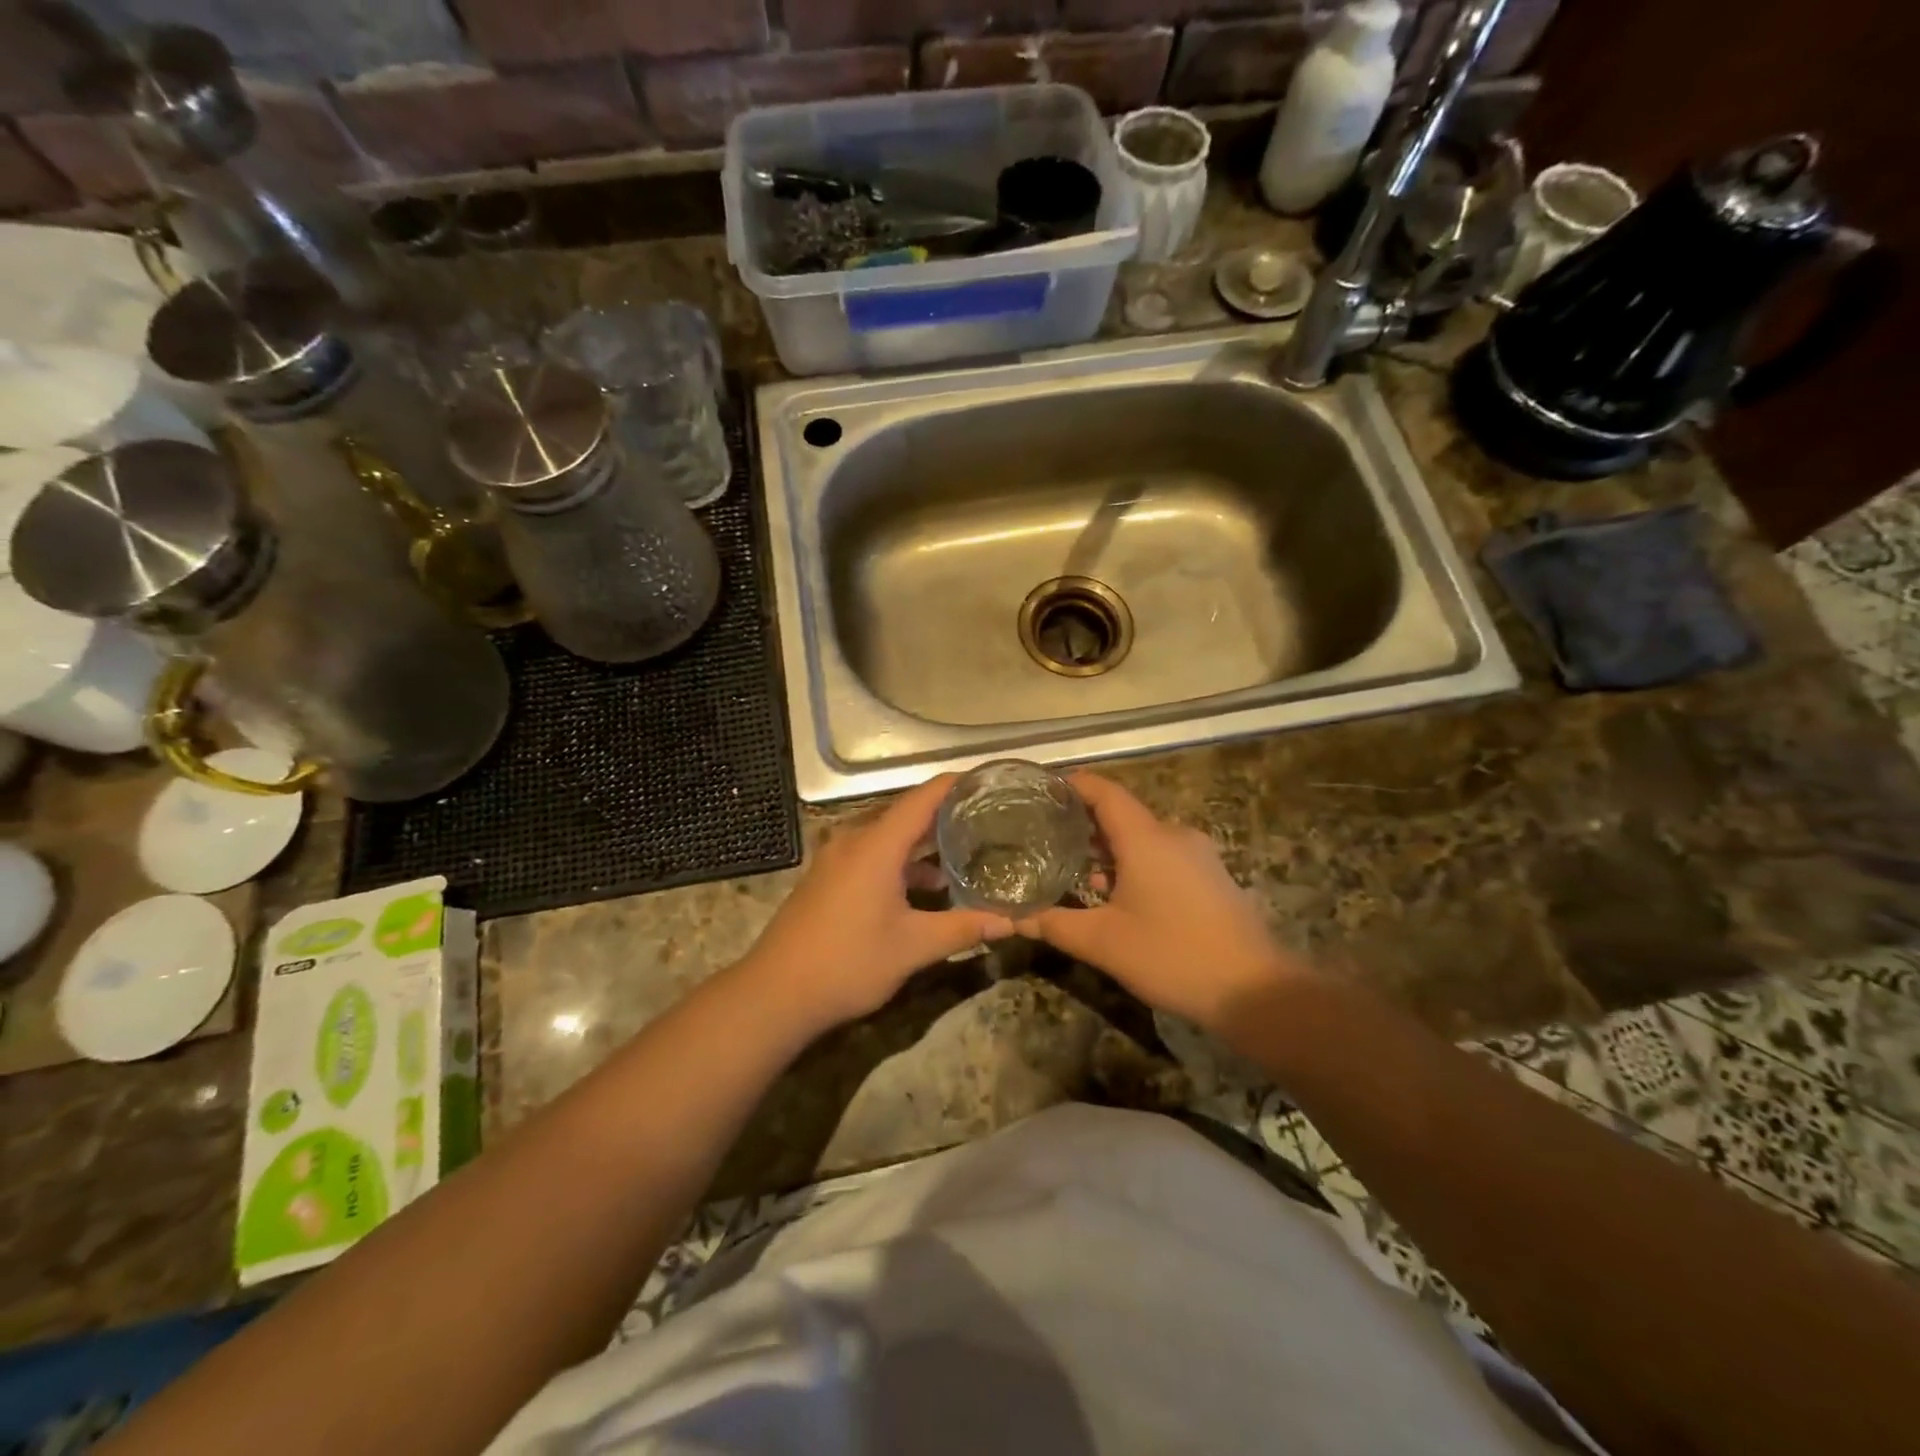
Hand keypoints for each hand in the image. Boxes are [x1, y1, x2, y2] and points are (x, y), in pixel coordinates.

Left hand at [742, 775, 1013, 1031]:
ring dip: (923, 843)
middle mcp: (854, 841)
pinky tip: (925, 886)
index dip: (955, 784)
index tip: (988, 781)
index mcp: (876, 845)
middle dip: (946, 815)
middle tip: (988, 819)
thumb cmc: (848, 962)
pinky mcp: (827, 879)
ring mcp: (836, 859)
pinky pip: (872, 854)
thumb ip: (962, 928)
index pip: (923, 798)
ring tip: (964, 853)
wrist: (775, 994)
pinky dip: (901, 861)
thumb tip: (1009, 922)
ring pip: (888, 837)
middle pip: (906, 814)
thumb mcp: (913, 947)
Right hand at [1018, 773, 1306, 1030]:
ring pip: (1145, 839)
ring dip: (1111, 850)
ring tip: (1077, 871)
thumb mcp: (1103, 943)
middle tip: (1048, 837)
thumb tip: (1014, 917)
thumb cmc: (1172, 955)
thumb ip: (1055, 924)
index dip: (1074, 785)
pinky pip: (1165, 857)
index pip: (1104, 793)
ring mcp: (1199, 856)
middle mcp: (1174, 836)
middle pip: (1123, 815)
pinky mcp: (1212, 878)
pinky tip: (1120, 896)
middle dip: (1086, 824)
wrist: (1256, 991)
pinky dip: (1136, 865)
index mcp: (1146, 838)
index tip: (1044, 788)